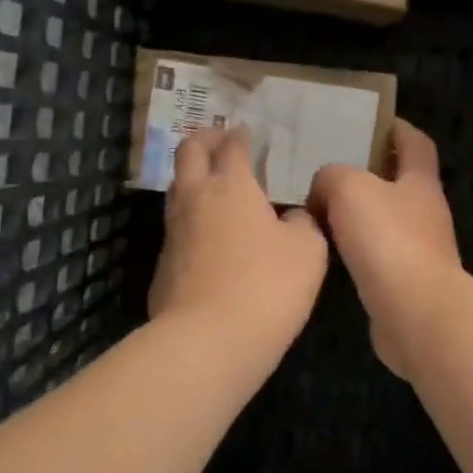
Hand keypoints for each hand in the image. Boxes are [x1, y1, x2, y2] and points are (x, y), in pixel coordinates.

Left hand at [149, 126, 328, 357]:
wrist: (208, 341)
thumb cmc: (267, 286)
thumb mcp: (308, 251)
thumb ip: (303, 224)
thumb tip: (293, 218)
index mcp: (231, 186)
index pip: (231, 146)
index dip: (240, 135)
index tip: (247, 132)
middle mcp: (195, 199)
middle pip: (188, 153)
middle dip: (204, 140)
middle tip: (220, 141)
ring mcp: (173, 233)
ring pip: (177, 190)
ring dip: (193, 179)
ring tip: (215, 186)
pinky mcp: (163, 266)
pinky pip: (177, 229)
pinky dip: (192, 221)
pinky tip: (210, 239)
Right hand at [307, 120, 465, 380]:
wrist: (415, 313)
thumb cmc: (388, 240)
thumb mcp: (349, 189)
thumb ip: (332, 177)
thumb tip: (324, 188)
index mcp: (420, 182)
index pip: (415, 143)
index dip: (397, 129)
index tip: (371, 122)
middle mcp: (426, 213)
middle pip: (400, 182)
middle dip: (370, 173)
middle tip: (329, 168)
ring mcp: (419, 250)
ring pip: (386, 220)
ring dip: (360, 214)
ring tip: (320, 210)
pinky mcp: (406, 283)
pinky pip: (378, 255)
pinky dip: (357, 249)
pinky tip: (330, 252)